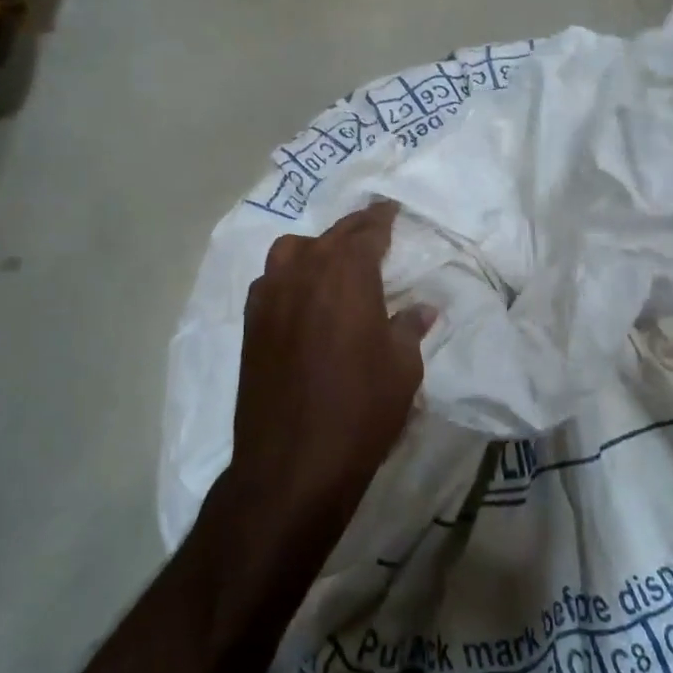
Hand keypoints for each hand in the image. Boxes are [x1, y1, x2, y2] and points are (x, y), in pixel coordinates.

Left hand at [214, 201, 434, 574]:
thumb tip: (422, 309)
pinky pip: (270, 282)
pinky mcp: (251, 326)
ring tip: (333, 264)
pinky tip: (302, 298)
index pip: (366, 232)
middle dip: (353, 231)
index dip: (381, 218)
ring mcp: (269, 298)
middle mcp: (302, 274)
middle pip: (329, 236)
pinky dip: (290, 277)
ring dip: (315, 249)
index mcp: (346, 276)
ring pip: (290, 252)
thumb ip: (409, 329)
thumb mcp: (402, 370)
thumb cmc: (361, 411)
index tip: (391, 209)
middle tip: (371, 231)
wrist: (293, 463)